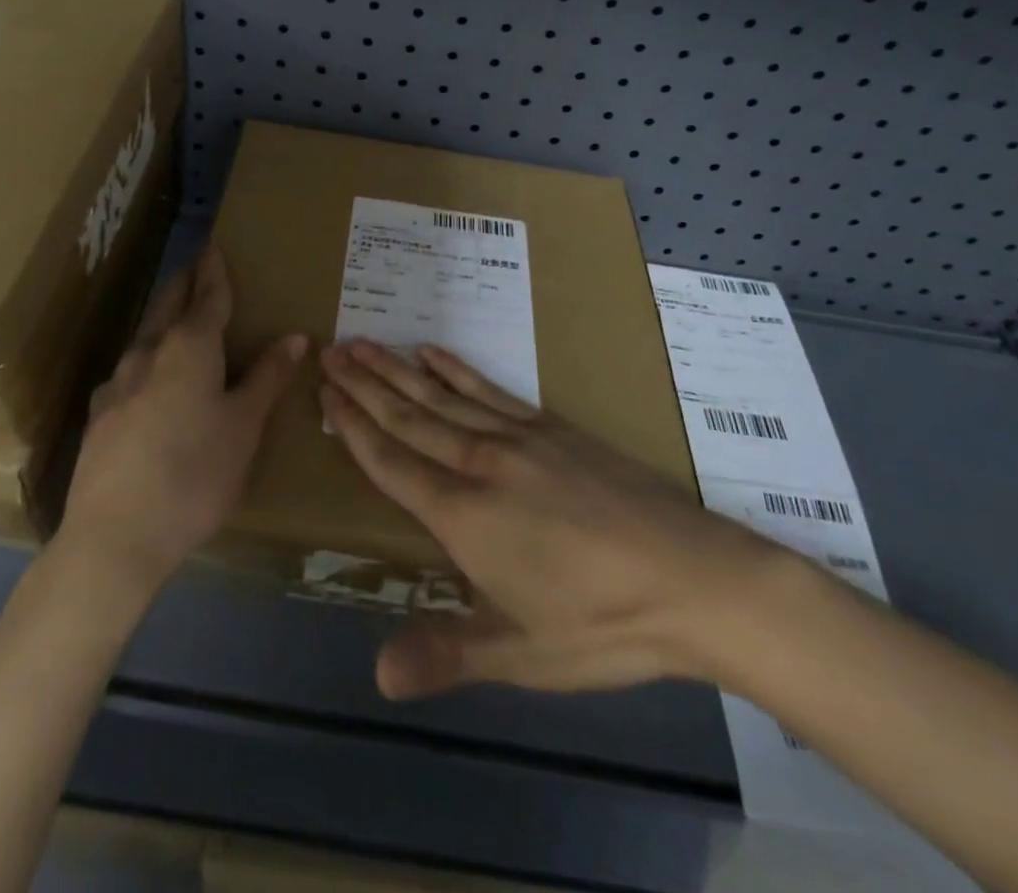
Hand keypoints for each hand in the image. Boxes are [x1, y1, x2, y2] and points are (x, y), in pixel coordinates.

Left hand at [60, 245, 306, 595]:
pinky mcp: (99, 415)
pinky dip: (148, 361)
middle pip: (168, 306)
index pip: (207, 296)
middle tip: (197, 267)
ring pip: (145, 337)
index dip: (214, 270)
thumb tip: (293, 336)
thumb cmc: (195, 474)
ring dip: (164, 320)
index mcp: (189, 349)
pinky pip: (130, 372)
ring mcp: (117, 384)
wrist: (115, 535)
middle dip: (185, 284)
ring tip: (178, 320)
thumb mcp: (244, 427)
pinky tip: (148, 382)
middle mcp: (148, 354)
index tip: (214, 244)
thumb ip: (266, 378)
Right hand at [319, 340, 782, 698]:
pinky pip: (489, 389)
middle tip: (329, 352)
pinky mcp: (550, 427)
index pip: (391, 462)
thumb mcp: (522, 657)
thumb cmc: (602, 626)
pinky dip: (455, 369)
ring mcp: (517, 437)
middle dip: (363, 385)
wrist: (694, 578)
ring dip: (397, 369)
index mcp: (464, 517)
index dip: (353, 427)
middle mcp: (481, 464)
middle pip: (408, 417)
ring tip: (363, 343)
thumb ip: (447, 655)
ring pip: (441, 396)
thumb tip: (377, 673)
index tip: (324, 393)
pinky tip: (432, 353)